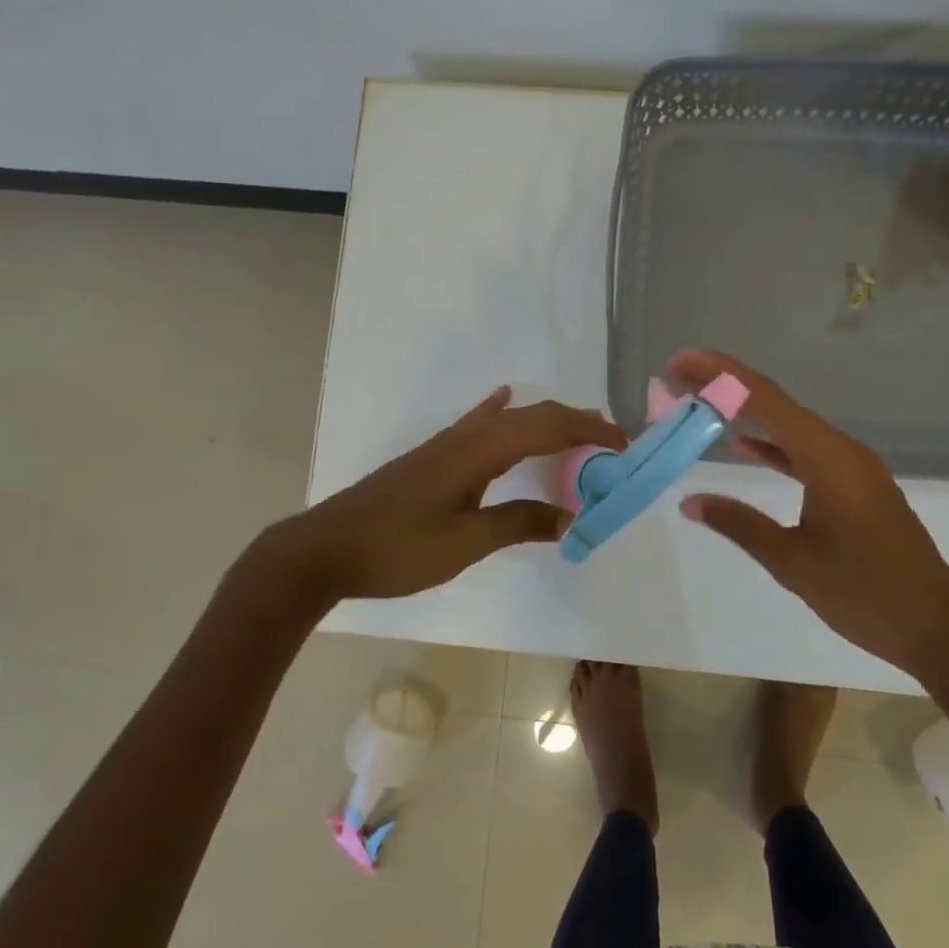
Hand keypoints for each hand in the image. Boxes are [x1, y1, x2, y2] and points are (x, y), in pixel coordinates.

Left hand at [245, 386, 625, 609]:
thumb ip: (519, 523)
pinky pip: (477, 423)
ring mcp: (445, 444)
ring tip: (578, 428)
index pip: (547, 428)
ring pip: (507, 419)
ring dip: (546, 419)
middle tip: (612, 440)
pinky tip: (502, 398)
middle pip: (531, 416)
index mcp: (478, 452)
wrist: (325, 550)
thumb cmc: (396, 550)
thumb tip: (571, 517)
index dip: (589, 431)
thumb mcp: (465, 543)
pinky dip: (499, 410)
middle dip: (575, 422)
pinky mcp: (431, 457)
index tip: (624, 444)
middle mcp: (465, 437)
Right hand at [670, 348, 948, 725]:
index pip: (765, 400)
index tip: (682, 360)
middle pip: (776, 403)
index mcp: (828, 458)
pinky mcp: (857, 486)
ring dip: (747, 412)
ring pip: (791, 426)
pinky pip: (806, 451)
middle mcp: (842, 450)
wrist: (937, 628)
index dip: (720, 375)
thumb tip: (690, 502)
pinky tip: (745, 446)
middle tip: (679, 375)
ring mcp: (853, 467)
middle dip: (727, 385)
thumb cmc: (864, 593)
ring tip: (703, 401)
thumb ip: (740, 524)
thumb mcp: (793, 561)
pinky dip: (774, 445)